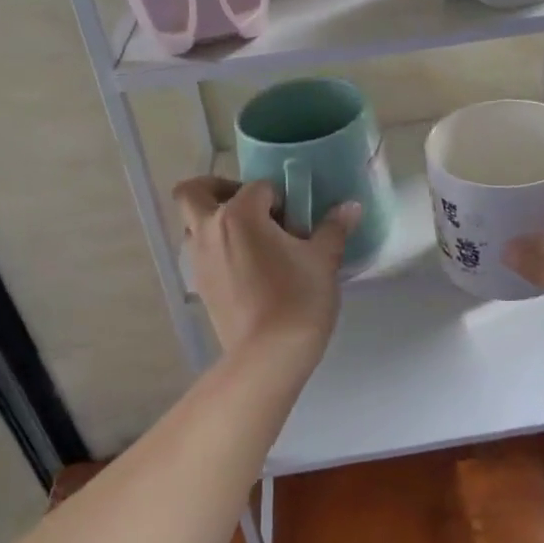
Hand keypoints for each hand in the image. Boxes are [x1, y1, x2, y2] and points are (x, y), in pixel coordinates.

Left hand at [172, 177, 356, 359]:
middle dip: (217, 189)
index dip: (282, 199)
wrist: (269, 355)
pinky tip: (248, 268)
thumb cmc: (298, 298)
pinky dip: (217, 250)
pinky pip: (200, 253)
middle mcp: (209, 229)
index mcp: (239, 214)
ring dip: (214, 221)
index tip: (298, 221)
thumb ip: (333, 228)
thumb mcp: (323, 259)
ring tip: (251, 240)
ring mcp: (198, 259)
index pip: (259, 188)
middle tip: (251, 206)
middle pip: (194, 192)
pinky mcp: (199, 286)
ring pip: (192, 225)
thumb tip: (351, 207)